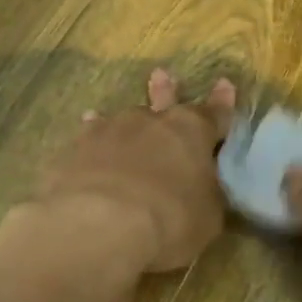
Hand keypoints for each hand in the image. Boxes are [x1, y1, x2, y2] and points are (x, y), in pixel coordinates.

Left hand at [21, 69, 236, 273]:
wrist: (100, 226)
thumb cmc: (170, 221)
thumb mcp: (208, 216)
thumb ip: (207, 194)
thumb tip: (204, 187)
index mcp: (192, 133)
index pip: (214, 113)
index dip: (222, 102)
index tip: (225, 84)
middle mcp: (151, 122)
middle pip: (163, 101)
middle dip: (166, 91)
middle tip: (162, 75)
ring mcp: (110, 131)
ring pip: (121, 118)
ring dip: (123, 121)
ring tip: (108, 114)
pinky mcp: (76, 149)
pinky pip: (88, 138)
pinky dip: (91, 139)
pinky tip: (84, 138)